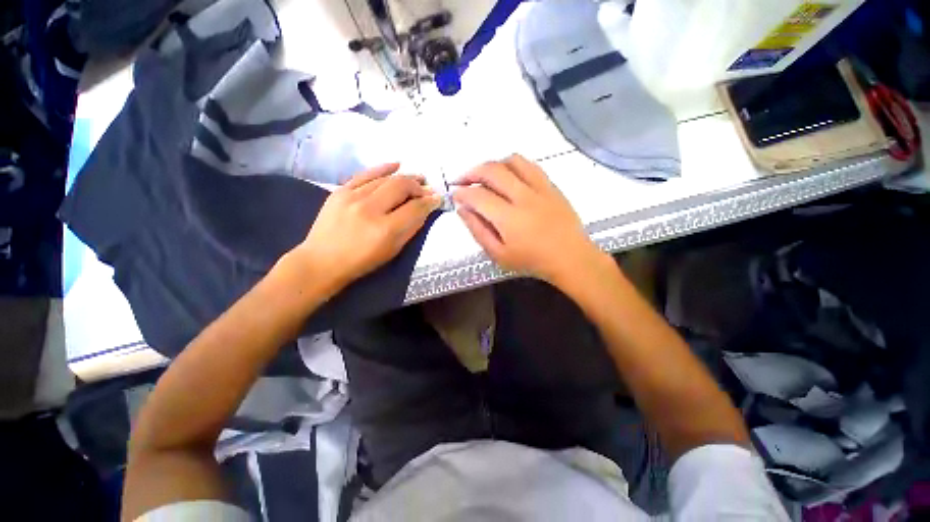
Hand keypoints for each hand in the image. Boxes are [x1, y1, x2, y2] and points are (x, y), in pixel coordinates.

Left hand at [289, 163, 441, 288]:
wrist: (322, 261)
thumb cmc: (362, 262)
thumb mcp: (392, 250)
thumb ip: (410, 229)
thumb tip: (424, 210)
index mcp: (385, 229)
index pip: (415, 208)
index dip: (429, 202)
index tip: (437, 198)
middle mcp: (370, 209)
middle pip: (401, 187)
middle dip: (418, 186)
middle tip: (427, 188)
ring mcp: (352, 197)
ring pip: (386, 179)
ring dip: (405, 177)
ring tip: (417, 178)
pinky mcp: (340, 191)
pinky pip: (366, 174)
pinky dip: (383, 168)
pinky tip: (396, 165)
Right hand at [452, 154, 606, 286]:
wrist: (570, 257)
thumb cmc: (531, 261)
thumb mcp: (499, 255)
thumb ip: (478, 231)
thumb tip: (462, 210)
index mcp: (508, 218)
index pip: (478, 195)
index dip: (462, 192)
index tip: (454, 194)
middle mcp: (523, 197)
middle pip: (492, 171)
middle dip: (471, 172)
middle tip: (462, 180)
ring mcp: (540, 188)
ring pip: (511, 161)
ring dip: (492, 165)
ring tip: (484, 176)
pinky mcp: (551, 185)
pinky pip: (530, 165)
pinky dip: (513, 165)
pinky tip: (508, 174)